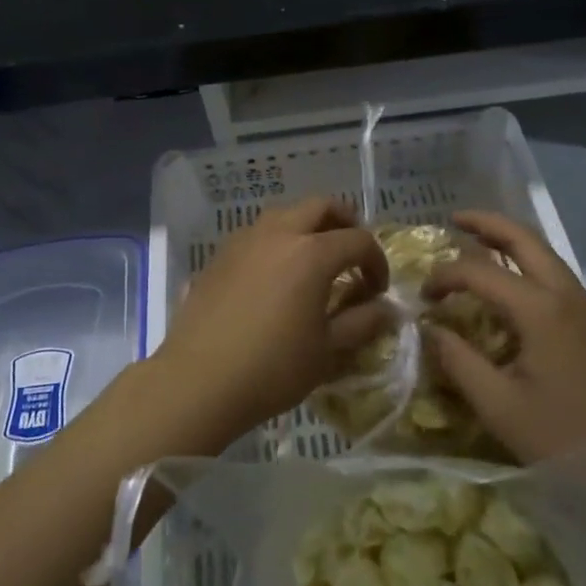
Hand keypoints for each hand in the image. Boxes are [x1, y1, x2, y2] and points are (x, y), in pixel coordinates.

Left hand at [155, 197, 389, 437]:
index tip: (378, 290)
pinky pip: (258, 232)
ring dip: (308, 226)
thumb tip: (386, 309)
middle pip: (321, 206)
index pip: (358, 240)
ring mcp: (245, 239)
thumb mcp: (327, 351)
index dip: (376, 261)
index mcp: (311, 253)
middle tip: (352, 253)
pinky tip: (276, 273)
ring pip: (286, 213)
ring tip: (314, 260)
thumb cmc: (272, 368)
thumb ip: (361, 323)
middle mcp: (279, 233)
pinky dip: (278, 240)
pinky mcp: (221, 253)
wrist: (199, 379)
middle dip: (345, 222)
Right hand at [424, 210, 585, 463]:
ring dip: (510, 241)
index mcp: (540, 309)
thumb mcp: (502, 408)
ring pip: (545, 254)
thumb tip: (431, 329)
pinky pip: (557, 276)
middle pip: (523, 238)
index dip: (444, 277)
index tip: (423, 297)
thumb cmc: (572, 440)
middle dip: (486, 223)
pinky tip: (514, 288)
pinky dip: (528, 265)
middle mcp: (566, 294)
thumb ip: (459, 363)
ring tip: (479, 244)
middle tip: (454, 219)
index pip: (479, 272)